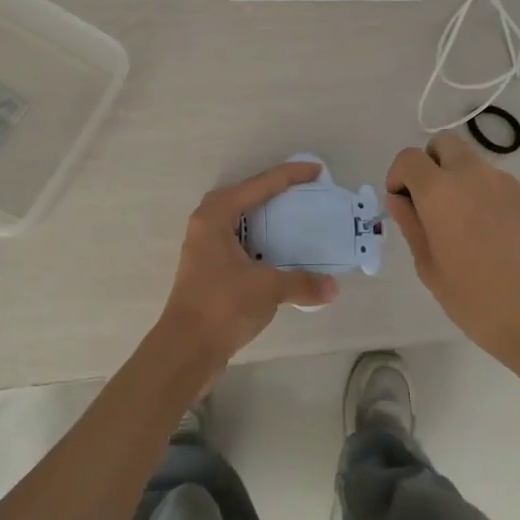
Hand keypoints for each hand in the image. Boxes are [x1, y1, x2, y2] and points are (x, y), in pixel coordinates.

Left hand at [157, 162, 338, 371]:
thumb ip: (302, 283)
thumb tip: (333, 288)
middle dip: (276, 195)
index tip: (316, 171)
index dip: (288, 176)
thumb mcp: (268, 288)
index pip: (258, 186)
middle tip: (307, 194)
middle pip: (247, 198)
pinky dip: (261, 243)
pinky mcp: (209, 270)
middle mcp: (206, 225)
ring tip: (298, 220)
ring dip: (268, 221)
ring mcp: (205, 248)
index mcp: (216, 216)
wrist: (186, 349)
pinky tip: (282, 255)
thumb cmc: (222, 305)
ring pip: (242, 223)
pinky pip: (241, 244)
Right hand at [384, 131, 519, 370]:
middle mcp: (474, 175)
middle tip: (428, 207)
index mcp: (441, 191)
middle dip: (429, 166)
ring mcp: (507, 184)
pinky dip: (482, 196)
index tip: (402, 207)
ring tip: (461, 229)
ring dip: (457, 181)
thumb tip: (401, 201)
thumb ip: (412, 227)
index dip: (398, 178)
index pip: (409, 158)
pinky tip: (489, 239)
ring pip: (471, 164)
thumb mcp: (431, 269)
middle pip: (444, 145)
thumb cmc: (479, 301)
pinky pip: (494, 184)